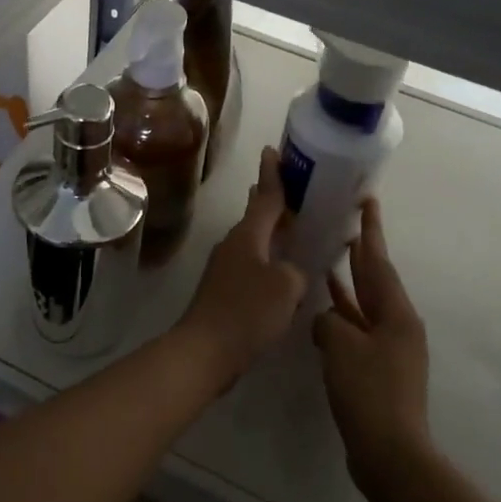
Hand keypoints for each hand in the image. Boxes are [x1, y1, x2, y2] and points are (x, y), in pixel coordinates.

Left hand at [180, 147, 305, 383]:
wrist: (204, 351)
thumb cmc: (246, 312)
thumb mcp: (285, 287)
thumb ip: (296, 271)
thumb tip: (290, 271)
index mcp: (247, 236)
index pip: (265, 197)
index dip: (273, 175)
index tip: (272, 151)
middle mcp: (233, 244)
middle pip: (255, 215)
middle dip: (271, 200)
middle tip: (290, 186)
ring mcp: (225, 267)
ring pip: (253, 240)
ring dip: (269, 230)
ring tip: (288, 224)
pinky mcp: (223, 290)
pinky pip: (251, 263)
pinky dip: (266, 257)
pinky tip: (279, 270)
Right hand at [314, 198, 432, 490]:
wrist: (390, 452)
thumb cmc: (369, 391)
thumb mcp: (341, 346)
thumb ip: (329, 321)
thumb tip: (326, 320)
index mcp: (395, 313)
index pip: (378, 261)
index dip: (371, 230)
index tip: (368, 201)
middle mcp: (397, 324)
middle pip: (375, 279)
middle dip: (361, 252)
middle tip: (345, 224)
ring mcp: (389, 348)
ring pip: (364, 304)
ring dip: (348, 283)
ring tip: (329, 258)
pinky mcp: (377, 369)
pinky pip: (357, 329)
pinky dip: (342, 315)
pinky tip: (323, 310)